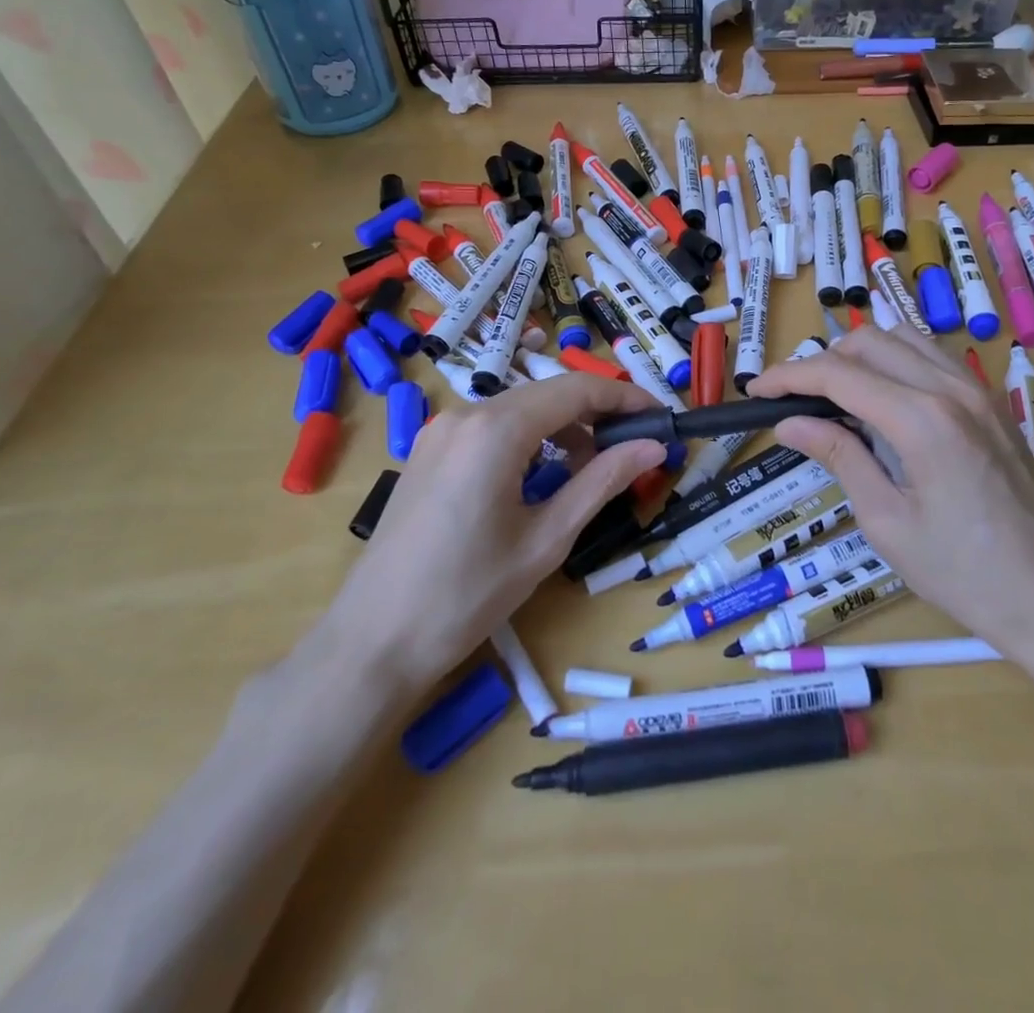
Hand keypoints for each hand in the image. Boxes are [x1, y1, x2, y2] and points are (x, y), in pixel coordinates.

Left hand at [318, 374, 664, 691]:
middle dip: (597, 414)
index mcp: (495, 430)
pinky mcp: (428, 452)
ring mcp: (440, 431)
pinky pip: (491, 430)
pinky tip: (544, 476)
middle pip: (547, 395)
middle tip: (637, 445)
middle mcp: (465, 414)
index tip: (661, 416)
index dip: (625, 398)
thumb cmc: (468, 595)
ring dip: (563, 429)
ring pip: (519, 411)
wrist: (372, 642)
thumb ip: (602, 482)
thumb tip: (654, 446)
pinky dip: (529, 441)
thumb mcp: (547, 538)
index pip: (576, 391)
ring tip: (595, 468)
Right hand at [746, 327, 1033, 689]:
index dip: (788, 376)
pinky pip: (933, 358)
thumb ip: (840, 457)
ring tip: (834, 397)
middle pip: (869, 342)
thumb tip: (789, 424)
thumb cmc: (963, 573)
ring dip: (860, 356)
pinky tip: (884, 400)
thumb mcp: (887, 521)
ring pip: (904, 339)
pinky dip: (896, 363)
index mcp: (922, 420)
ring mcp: (978, 390)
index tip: (755, 392)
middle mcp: (951, 388)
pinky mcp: (992, 403)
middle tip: (794, 402)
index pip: (838, 374)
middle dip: (821, 362)